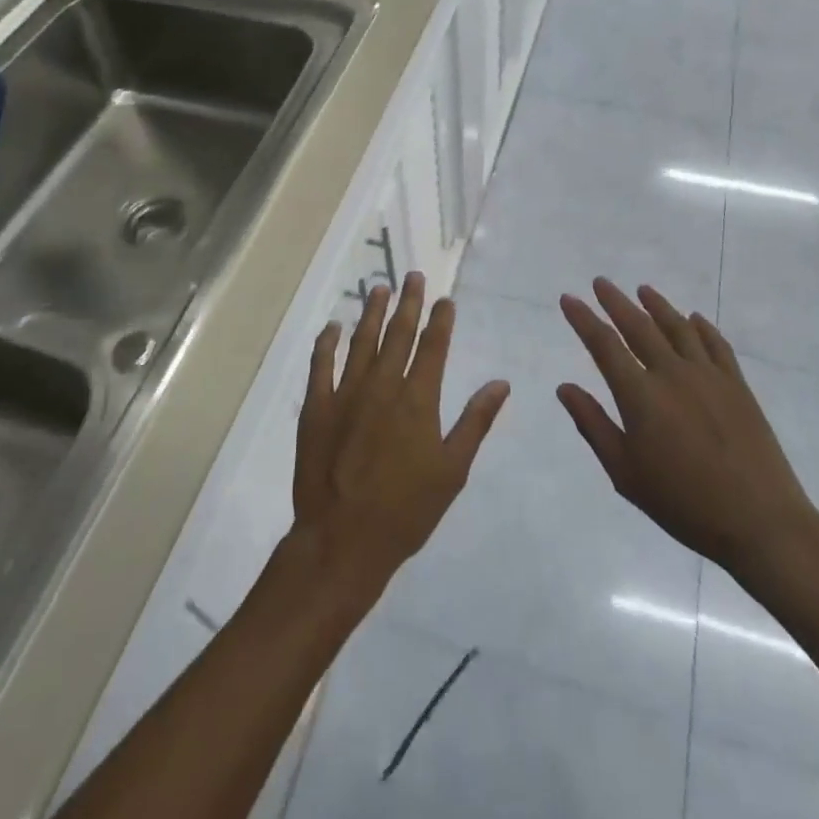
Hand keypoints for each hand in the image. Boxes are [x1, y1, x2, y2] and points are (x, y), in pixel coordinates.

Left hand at [292, 273, 510, 593]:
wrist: (342, 541)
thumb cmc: (406, 511)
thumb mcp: (452, 470)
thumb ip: (475, 422)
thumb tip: (501, 383)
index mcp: (418, 399)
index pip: (433, 347)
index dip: (440, 320)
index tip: (444, 299)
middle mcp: (382, 386)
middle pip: (398, 334)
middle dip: (408, 302)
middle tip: (412, 276)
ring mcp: (346, 394)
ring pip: (361, 342)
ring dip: (371, 312)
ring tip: (378, 287)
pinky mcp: (316, 408)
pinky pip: (321, 365)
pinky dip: (326, 343)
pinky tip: (333, 327)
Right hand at [558, 279, 818, 579]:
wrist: (760, 521)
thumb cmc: (684, 503)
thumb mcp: (626, 473)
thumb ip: (593, 425)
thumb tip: (564, 387)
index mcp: (640, 395)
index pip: (604, 345)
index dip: (583, 319)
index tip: (568, 298)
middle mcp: (672, 373)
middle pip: (639, 326)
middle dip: (616, 302)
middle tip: (600, 282)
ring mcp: (708, 375)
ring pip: (677, 327)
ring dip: (657, 305)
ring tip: (643, 289)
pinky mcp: (737, 385)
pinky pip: (715, 344)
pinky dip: (701, 327)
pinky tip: (694, 319)